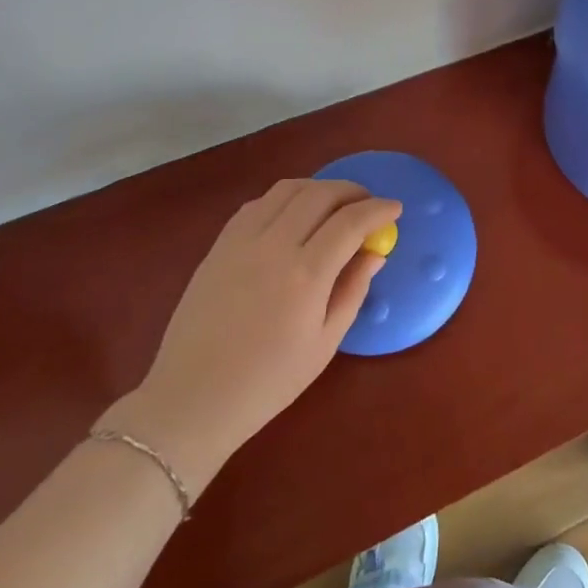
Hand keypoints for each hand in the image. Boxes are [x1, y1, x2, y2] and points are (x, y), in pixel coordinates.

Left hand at [101, 179, 400, 492]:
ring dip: (319, 188)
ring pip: (288, 189)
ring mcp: (242, 241)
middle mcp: (274, 246)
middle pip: (320, 194)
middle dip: (352, 191)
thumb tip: (375, 253)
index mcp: (306, 275)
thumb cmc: (267, 382)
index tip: (395, 209)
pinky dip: (285, 198)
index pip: (351, 221)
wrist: (192, 399)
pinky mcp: (219, 244)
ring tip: (334, 204)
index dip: (378, 209)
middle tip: (368, 204)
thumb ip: (353, 290)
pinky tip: (293, 215)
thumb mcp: (324, 344)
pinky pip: (258, 203)